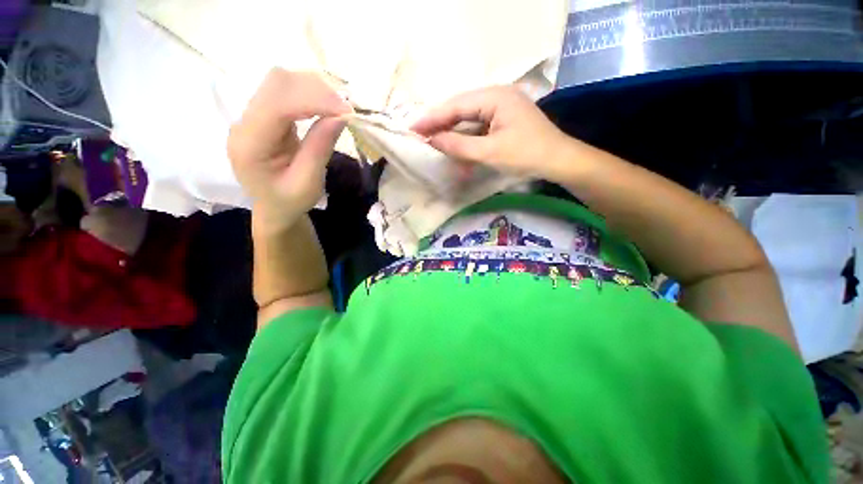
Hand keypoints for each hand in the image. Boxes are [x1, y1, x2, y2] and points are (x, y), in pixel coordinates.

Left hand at [228, 69, 350, 229]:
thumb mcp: (309, 183)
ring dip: (314, 89)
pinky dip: (310, 94)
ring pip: (281, 82)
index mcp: (249, 145)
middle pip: (276, 84)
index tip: (346, 110)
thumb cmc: (290, 202)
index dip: (313, 100)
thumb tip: (340, 115)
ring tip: (339, 107)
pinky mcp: (264, 115)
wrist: (274, 207)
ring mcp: (252, 116)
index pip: (277, 105)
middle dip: (315, 90)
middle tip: (346, 109)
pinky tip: (326, 106)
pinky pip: (286, 92)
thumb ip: (320, 147)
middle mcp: (244, 123)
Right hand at [411, 86, 570, 180]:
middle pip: (460, 108)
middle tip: (419, 135)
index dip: (433, 118)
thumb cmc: (526, 155)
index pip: (456, 105)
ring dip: (451, 131)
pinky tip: (455, 145)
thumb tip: (432, 140)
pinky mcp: (503, 120)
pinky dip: (465, 137)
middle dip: (440, 123)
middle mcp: (496, 96)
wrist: (559, 161)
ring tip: (432, 140)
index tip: (413, 128)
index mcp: (494, 96)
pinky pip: (477, 126)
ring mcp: (501, 107)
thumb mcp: (489, 152)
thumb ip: (459, 145)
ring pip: (468, 118)